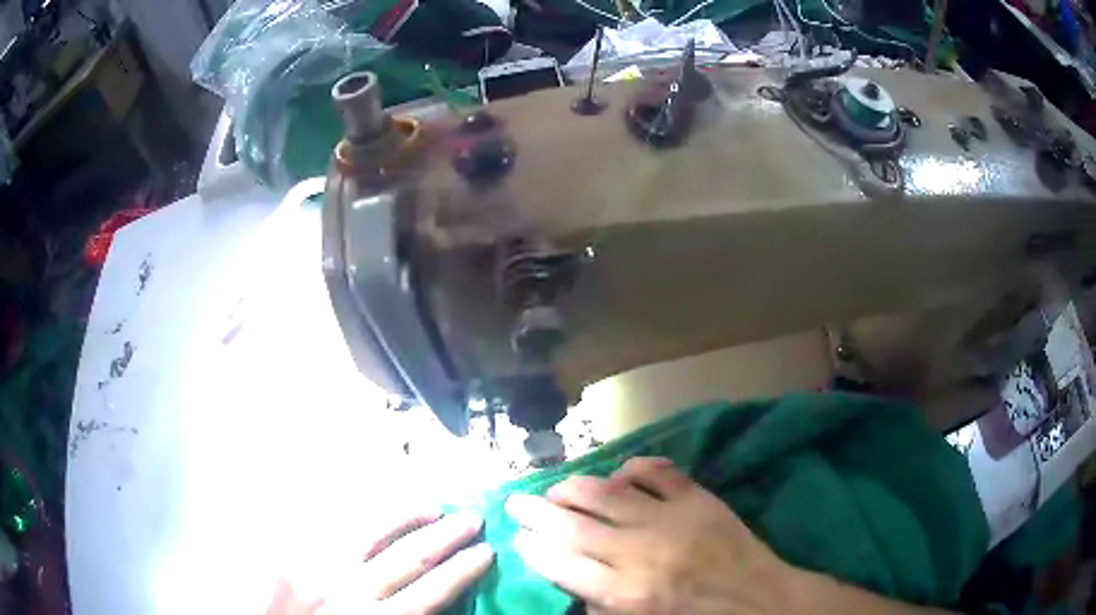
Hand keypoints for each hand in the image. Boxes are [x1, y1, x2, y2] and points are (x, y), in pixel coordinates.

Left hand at [267, 508, 493, 614]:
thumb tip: (431, 597)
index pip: (430, 591)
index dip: (462, 570)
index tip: (486, 551)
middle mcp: (349, 591)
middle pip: (408, 557)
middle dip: (445, 536)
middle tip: (472, 518)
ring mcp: (315, 566)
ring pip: (369, 532)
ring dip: (404, 516)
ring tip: (432, 505)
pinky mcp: (289, 553)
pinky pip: (327, 524)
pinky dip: (355, 513)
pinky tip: (372, 506)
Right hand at [505, 457, 797, 614]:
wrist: (758, 600)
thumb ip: (601, 606)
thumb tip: (570, 581)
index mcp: (625, 594)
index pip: (560, 564)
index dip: (533, 548)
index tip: (520, 538)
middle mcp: (640, 553)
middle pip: (573, 526)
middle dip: (536, 513)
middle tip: (515, 502)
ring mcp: (670, 519)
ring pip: (607, 492)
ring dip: (574, 488)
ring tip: (556, 488)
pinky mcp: (697, 498)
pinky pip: (656, 472)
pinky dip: (632, 468)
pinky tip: (619, 474)